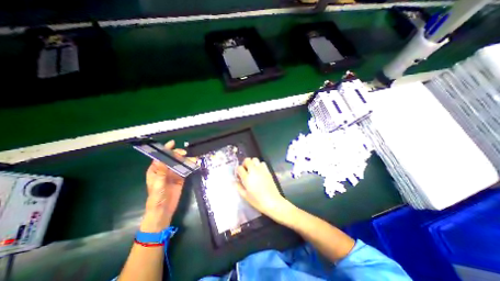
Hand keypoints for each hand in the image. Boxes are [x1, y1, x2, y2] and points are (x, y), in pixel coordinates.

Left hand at [142, 141, 193, 232]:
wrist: (163, 211)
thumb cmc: (156, 198)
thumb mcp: (158, 185)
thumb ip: (161, 172)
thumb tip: (161, 159)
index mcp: (156, 170)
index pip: (160, 157)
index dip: (166, 149)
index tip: (172, 143)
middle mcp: (165, 170)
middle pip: (172, 158)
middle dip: (178, 154)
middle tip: (185, 154)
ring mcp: (173, 174)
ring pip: (180, 163)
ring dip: (186, 160)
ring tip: (193, 159)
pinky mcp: (180, 178)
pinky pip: (185, 170)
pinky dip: (190, 166)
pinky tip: (195, 164)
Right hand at [237, 158, 290, 221]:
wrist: (273, 202)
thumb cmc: (257, 201)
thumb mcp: (245, 196)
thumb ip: (238, 187)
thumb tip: (234, 181)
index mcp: (247, 178)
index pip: (239, 168)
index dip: (238, 170)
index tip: (239, 174)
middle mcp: (254, 171)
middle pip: (247, 160)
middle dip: (244, 163)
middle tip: (245, 170)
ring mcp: (261, 170)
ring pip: (255, 159)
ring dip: (252, 163)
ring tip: (252, 169)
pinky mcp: (267, 171)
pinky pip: (262, 163)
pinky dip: (259, 165)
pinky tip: (259, 171)